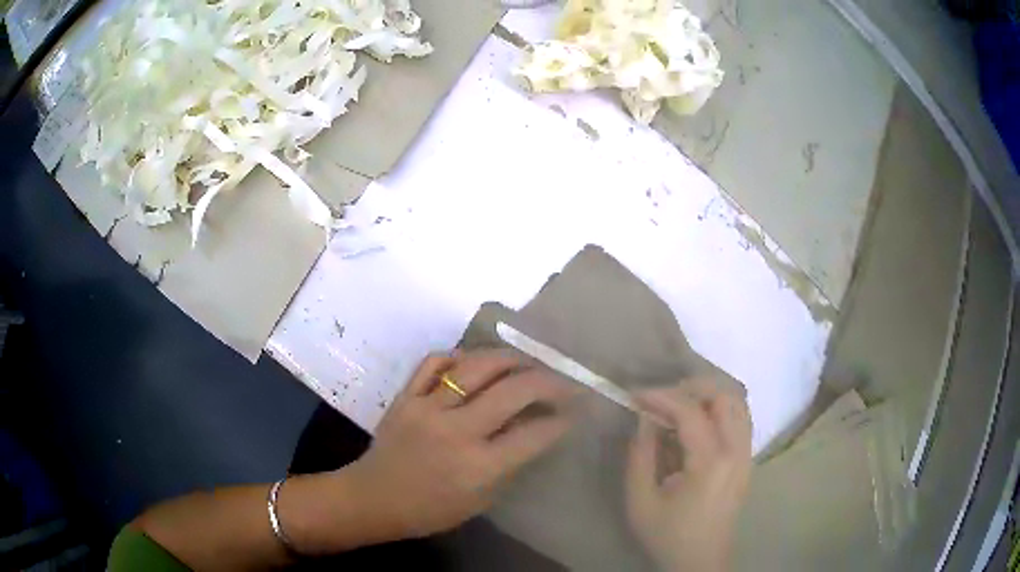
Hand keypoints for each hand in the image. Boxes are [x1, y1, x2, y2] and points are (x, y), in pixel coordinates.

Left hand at [346, 349, 576, 538]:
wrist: (373, 499)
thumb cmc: (430, 510)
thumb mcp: (480, 500)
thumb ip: (509, 465)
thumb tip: (534, 428)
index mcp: (478, 466)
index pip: (533, 434)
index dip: (560, 421)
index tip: (573, 412)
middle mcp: (456, 431)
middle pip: (513, 391)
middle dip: (548, 382)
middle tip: (562, 382)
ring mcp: (427, 408)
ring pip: (476, 367)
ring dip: (509, 359)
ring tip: (526, 361)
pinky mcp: (405, 396)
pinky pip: (434, 363)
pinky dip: (457, 356)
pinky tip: (472, 361)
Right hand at [626, 378, 752, 571]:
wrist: (700, 562)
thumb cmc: (668, 535)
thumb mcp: (641, 501)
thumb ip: (640, 455)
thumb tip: (645, 418)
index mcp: (711, 463)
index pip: (691, 411)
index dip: (661, 396)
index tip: (635, 395)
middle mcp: (737, 451)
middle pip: (724, 396)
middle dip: (690, 388)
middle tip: (661, 399)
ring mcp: (748, 454)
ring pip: (738, 403)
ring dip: (709, 396)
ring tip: (679, 406)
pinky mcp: (748, 460)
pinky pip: (741, 419)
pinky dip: (721, 409)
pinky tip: (699, 423)